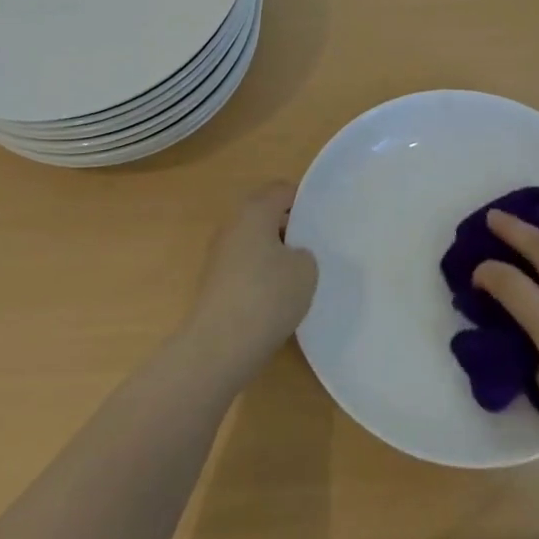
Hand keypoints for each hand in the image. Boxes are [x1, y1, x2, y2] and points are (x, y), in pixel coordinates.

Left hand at [182, 181, 317, 383]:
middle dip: (290, 228)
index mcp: (254, 211)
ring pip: (255, 243)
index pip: (282, 191)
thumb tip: (291, 256)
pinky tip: (277, 300)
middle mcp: (232, 225)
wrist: (219, 347)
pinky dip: (261, 276)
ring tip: (299, 278)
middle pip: (266, 215)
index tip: (323, 221)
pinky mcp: (214, 283)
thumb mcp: (306, 270)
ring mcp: (219, 255)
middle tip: (315, 248)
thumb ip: (305, 253)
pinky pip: (245, 267)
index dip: (305, 202)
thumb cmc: (267, 296)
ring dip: (275, 254)